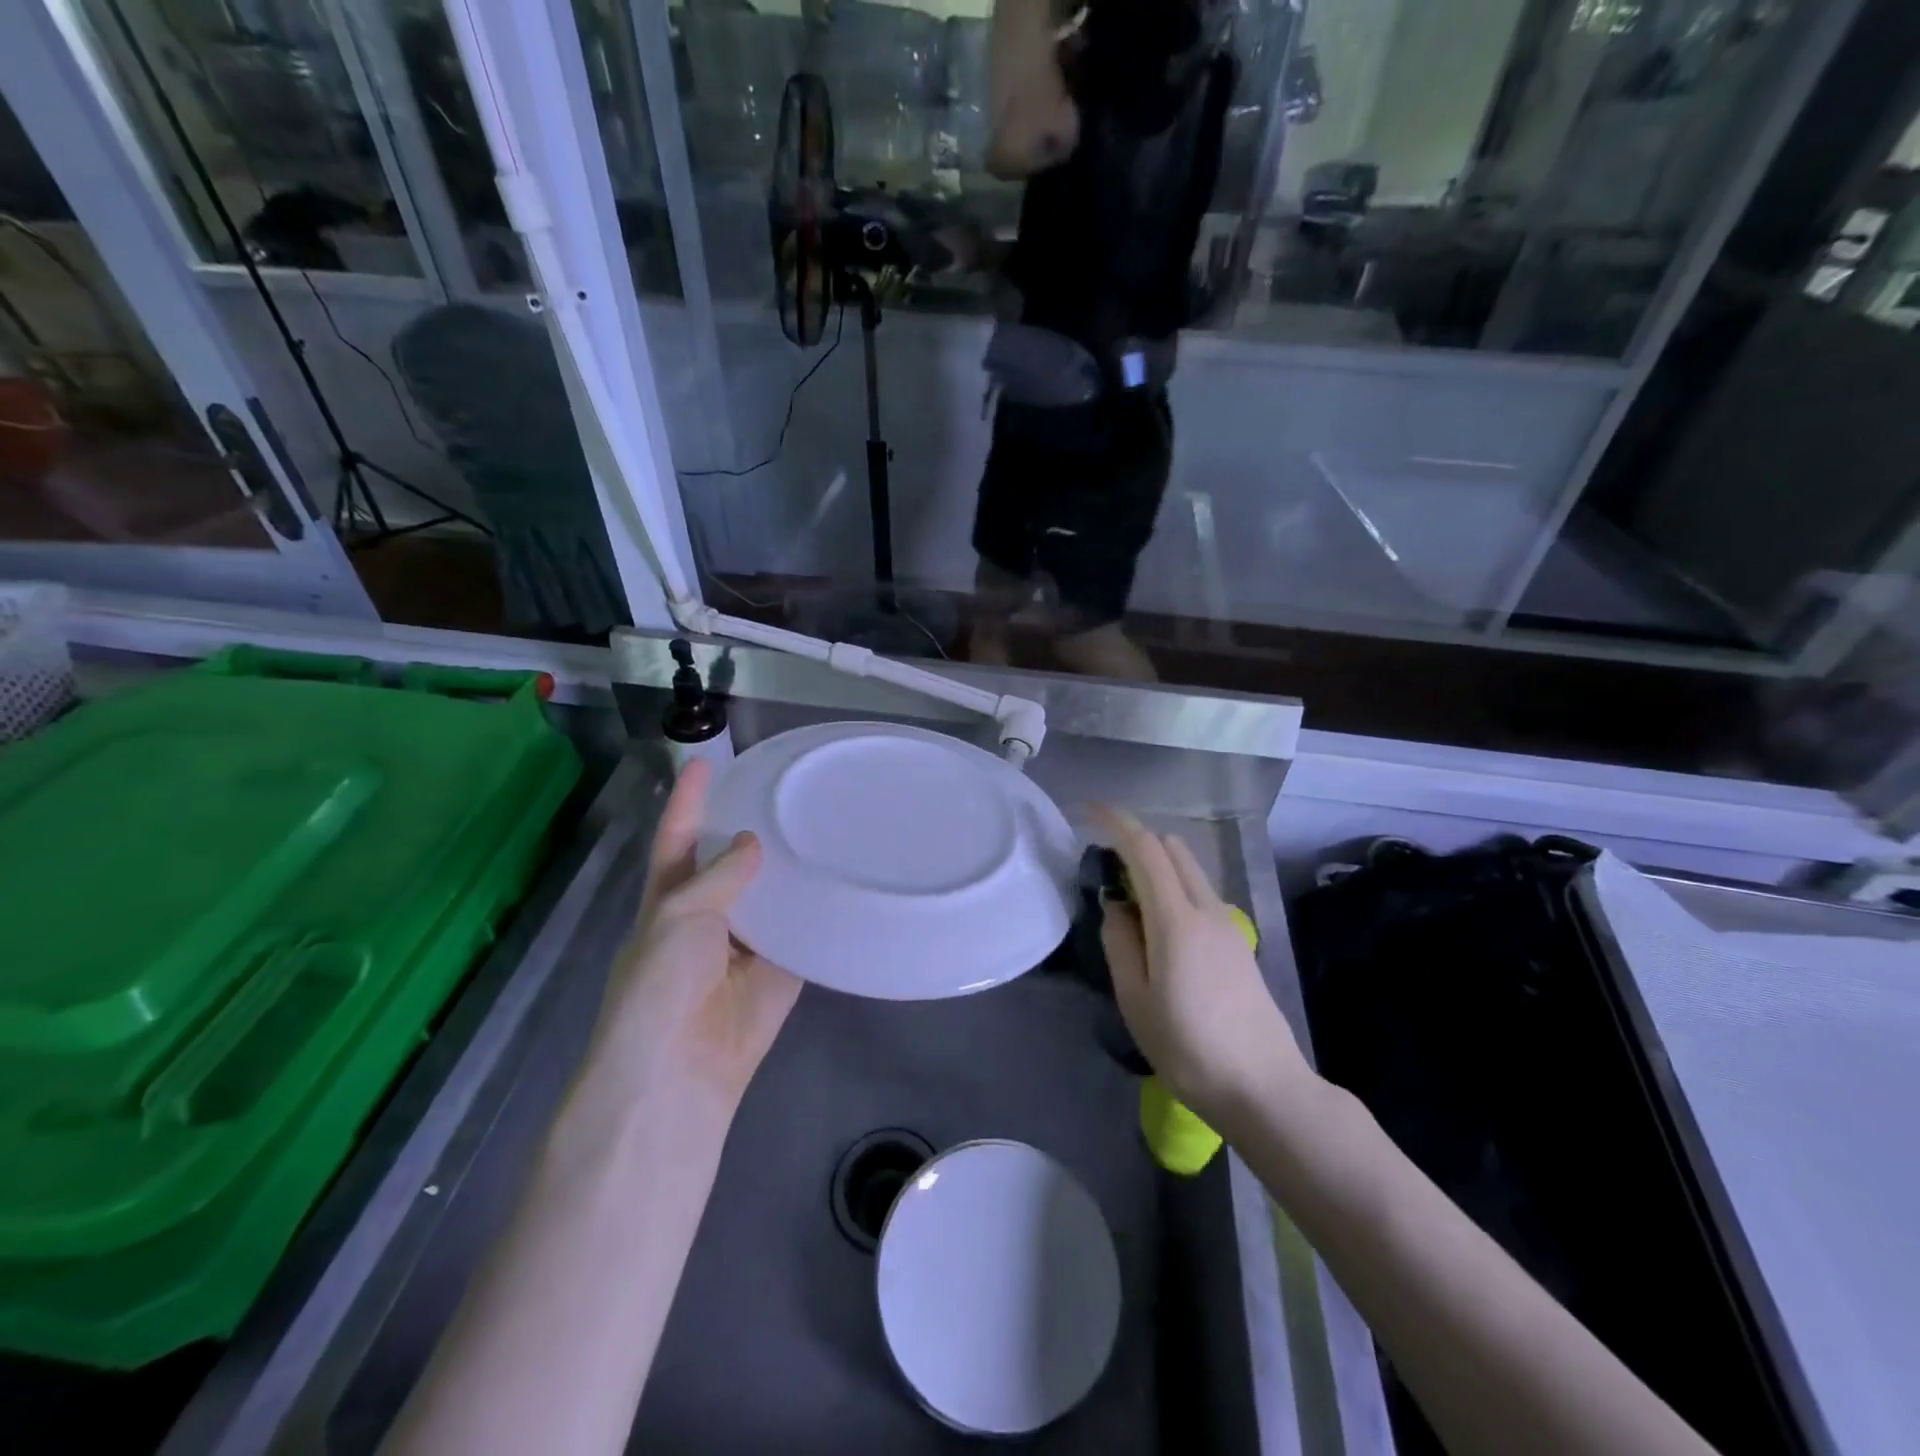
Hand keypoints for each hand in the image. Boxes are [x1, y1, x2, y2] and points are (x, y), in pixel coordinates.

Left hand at [590, 760, 800, 1127]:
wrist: (680, 1073)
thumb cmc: (660, 987)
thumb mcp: (678, 918)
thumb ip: (718, 877)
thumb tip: (752, 843)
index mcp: (669, 899)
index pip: (678, 838)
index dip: (689, 799)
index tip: (706, 759)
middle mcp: (708, 915)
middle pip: (730, 862)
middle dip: (750, 828)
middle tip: (787, 787)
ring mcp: (747, 943)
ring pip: (771, 893)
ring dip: (789, 865)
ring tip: (822, 819)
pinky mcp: (782, 968)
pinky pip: (802, 930)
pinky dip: (817, 908)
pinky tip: (842, 874)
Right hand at [1092, 805, 1311, 1128]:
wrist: (1263, 1086)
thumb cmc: (1188, 1048)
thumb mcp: (1135, 1000)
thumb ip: (1120, 942)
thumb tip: (1116, 905)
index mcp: (1176, 920)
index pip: (1145, 849)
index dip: (1116, 822)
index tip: (1089, 810)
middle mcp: (1206, 908)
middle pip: (1172, 848)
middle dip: (1136, 840)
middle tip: (1104, 864)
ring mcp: (1227, 923)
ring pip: (1189, 868)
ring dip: (1157, 863)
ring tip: (1128, 897)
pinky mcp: (1236, 940)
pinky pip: (1199, 891)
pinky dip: (1173, 885)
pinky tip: (1158, 925)